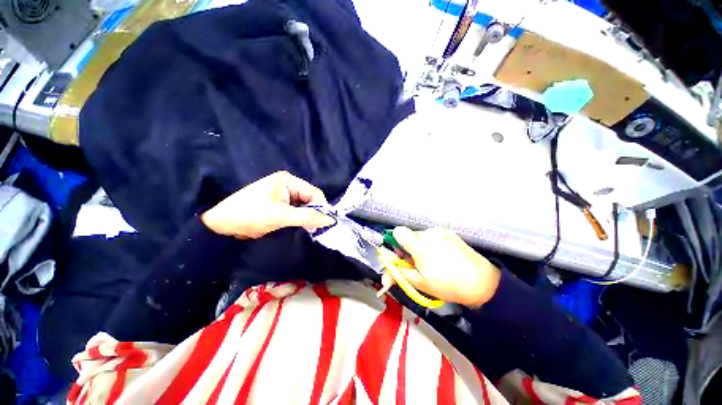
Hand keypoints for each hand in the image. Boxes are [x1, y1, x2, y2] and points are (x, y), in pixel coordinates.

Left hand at [201, 171, 334, 238]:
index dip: (322, 207)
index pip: (313, 192)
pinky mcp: (279, 204)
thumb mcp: (281, 216)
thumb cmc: (251, 215)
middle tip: (317, 228)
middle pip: (310, 198)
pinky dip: (300, 219)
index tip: (326, 222)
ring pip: (304, 206)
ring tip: (310, 229)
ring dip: (308, 217)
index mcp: (288, 181)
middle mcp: (288, 185)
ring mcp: (283, 195)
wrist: (222, 225)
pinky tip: (302, 227)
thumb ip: (308, 217)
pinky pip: (296, 210)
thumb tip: (331, 220)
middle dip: (314, 212)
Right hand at [391, 227, 500, 307]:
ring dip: (420, 246)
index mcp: (419, 244)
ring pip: (421, 236)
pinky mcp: (449, 233)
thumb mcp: (419, 283)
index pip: (397, 231)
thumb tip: (383, 276)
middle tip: (418, 264)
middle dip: (409, 248)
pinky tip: (443, 257)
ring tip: (433, 262)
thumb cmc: (447, 284)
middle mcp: (428, 233)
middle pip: (409, 235)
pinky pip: (432, 236)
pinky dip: (432, 244)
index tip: (403, 256)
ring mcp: (440, 231)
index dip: (396, 242)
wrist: (481, 282)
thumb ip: (398, 275)